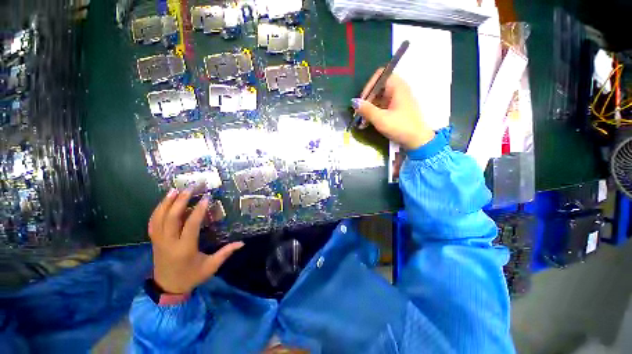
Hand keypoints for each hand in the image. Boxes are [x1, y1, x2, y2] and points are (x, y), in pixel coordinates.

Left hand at [148, 190, 243, 293]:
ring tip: (175, 190)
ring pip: (159, 218)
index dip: (198, 210)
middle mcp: (169, 243)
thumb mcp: (211, 266)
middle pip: (171, 218)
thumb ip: (225, 253)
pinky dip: (157, 211)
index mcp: (185, 248)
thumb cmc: (191, 276)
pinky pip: (153, 223)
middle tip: (190, 188)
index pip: (191, 225)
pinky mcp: (155, 241)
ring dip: (166, 203)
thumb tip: (242, 243)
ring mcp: (159, 241)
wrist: (167, 288)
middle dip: (180, 201)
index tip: (206, 198)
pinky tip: (164, 202)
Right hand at [352, 69, 434, 149]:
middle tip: (358, 113)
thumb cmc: (400, 127)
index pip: (380, 75)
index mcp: (397, 86)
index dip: (369, 86)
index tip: (361, 101)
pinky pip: (381, 107)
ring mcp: (397, 100)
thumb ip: (366, 109)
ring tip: (361, 122)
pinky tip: (366, 123)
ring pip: (378, 99)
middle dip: (366, 100)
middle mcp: (398, 90)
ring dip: (368, 109)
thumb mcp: (381, 119)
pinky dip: (373, 113)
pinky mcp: (396, 109)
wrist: (417, 141)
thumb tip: (353, 102)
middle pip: (377, 88)